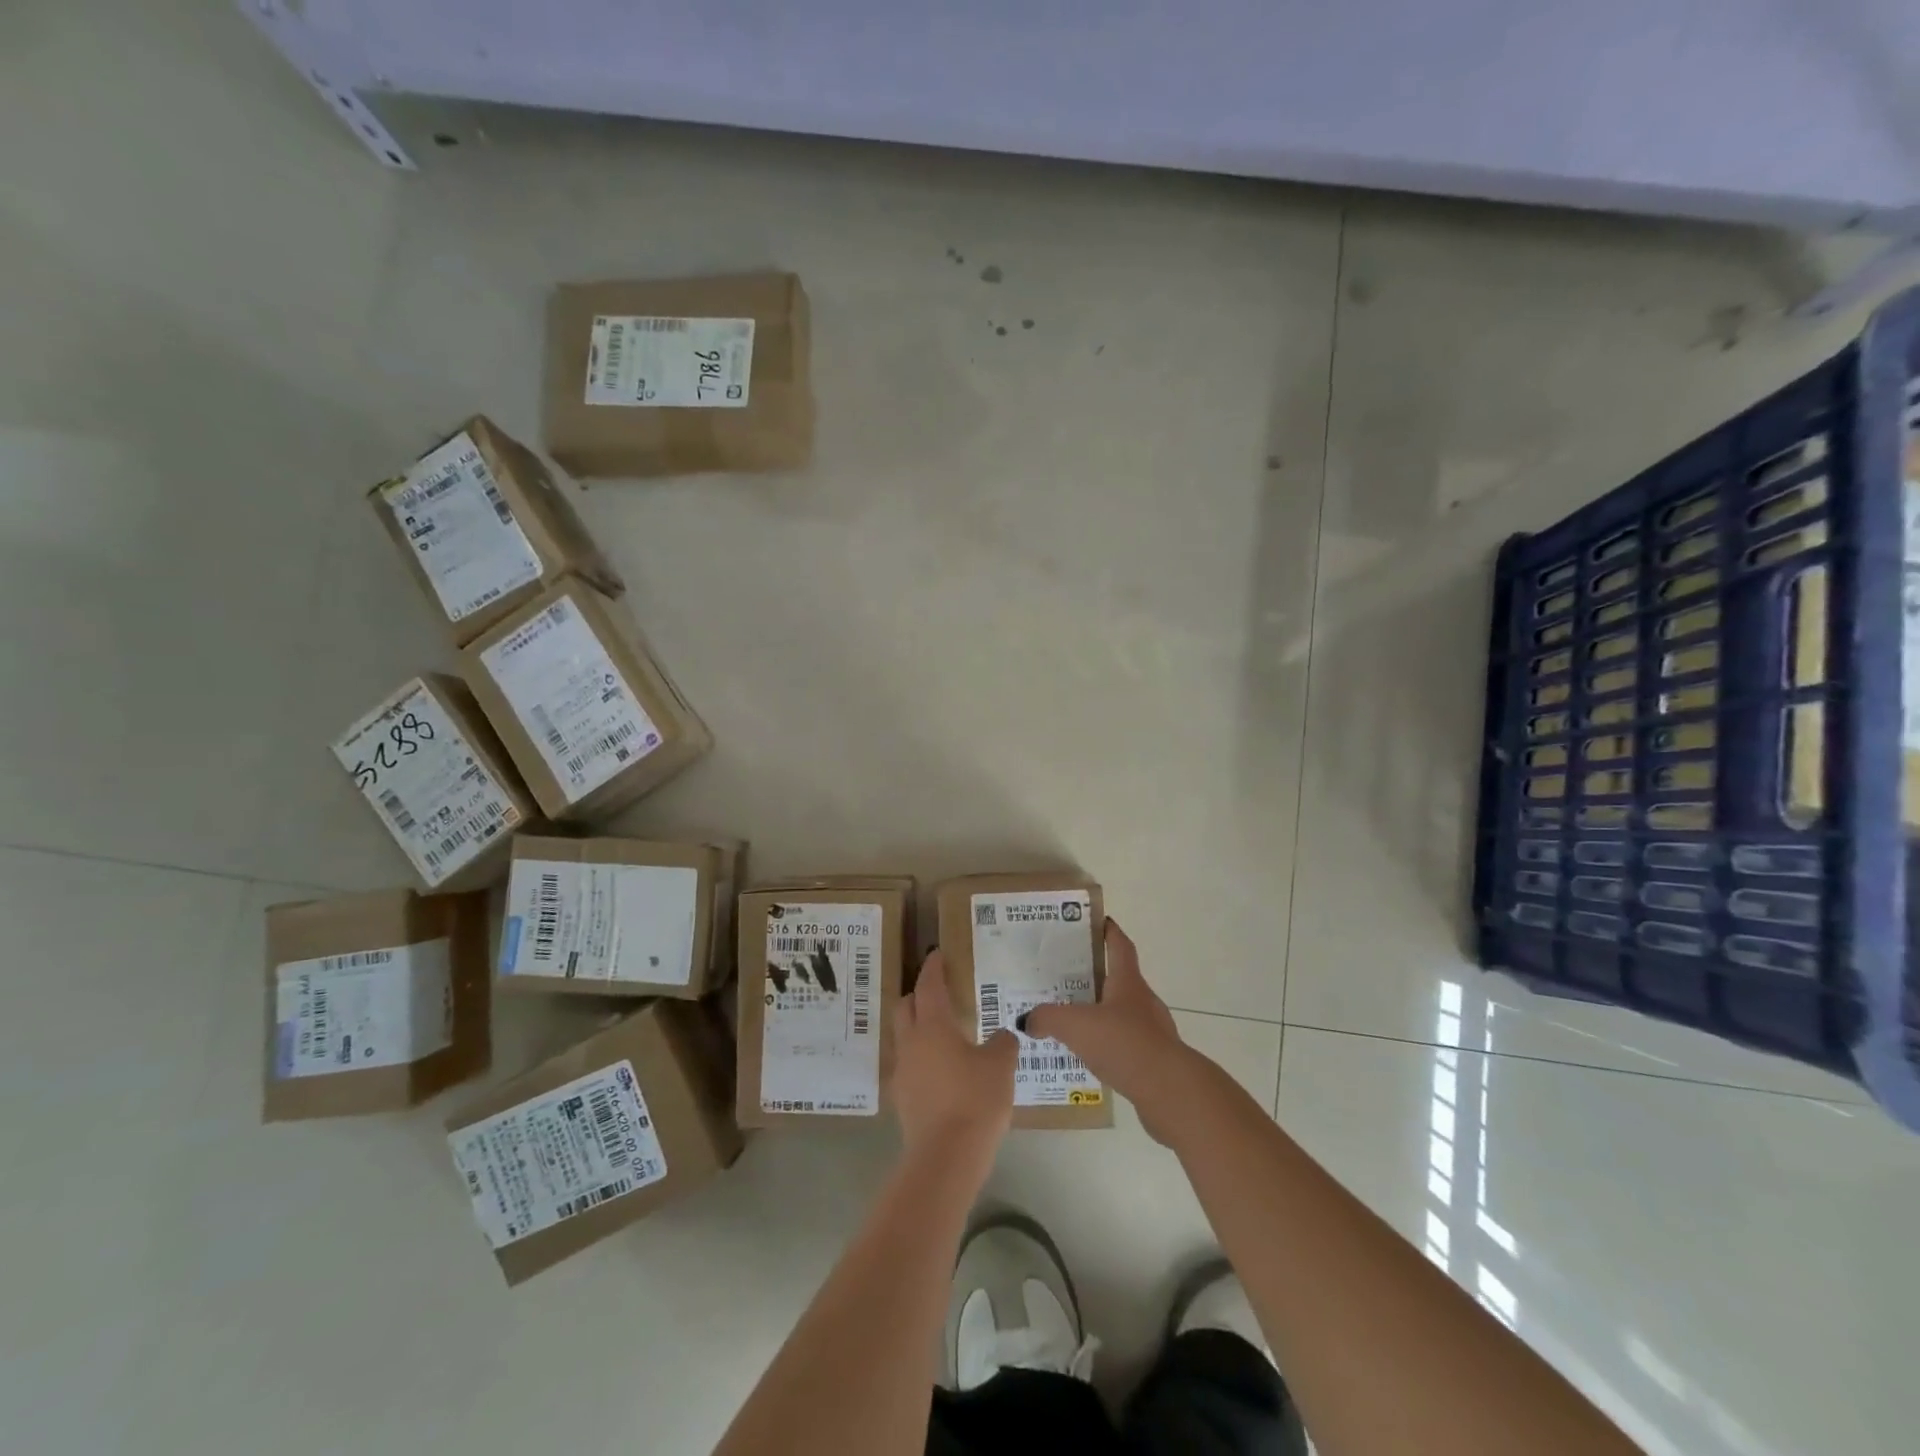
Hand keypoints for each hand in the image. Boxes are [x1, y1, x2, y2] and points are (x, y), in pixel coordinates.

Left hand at [891, 949, 1017, 1166]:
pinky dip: (923, 1058)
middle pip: (906, 1007)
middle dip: (919, 994)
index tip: (938, 955)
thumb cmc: (975, 1100)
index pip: (929, 985)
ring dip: (919, 1027)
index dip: (934, 968)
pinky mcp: (903, 1099)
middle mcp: (912, 1042)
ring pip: (905, 1036)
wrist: (946, 1158)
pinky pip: (910, 1065)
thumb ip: (1003, 1043)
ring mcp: (903, 1072)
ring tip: (944, 1033)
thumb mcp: (1001, 1066)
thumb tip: (1003, 1035)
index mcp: (933, 1025)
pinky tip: (943, 1070)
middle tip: (939, 992)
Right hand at [1021, 921, 1196, 1143]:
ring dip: (1102, 1015)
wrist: (1168, 1091)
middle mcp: (1143, 1001)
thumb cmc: (1122, 1043)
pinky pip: (1127, 1045)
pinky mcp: (1155, 1060)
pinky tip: (1091, 1058)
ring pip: (1123, 1015)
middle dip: (1097, 977)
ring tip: (1073, 1023)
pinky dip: (1110, 1046)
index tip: (1099, 921)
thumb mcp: (1075, 1025)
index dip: (1110, 932)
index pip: (1120, 946)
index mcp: (1128, 982)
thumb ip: (1047, 1018)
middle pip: (1120, 980)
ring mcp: (1153, 1031)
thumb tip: (1027, 1020)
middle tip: (1067, 978)